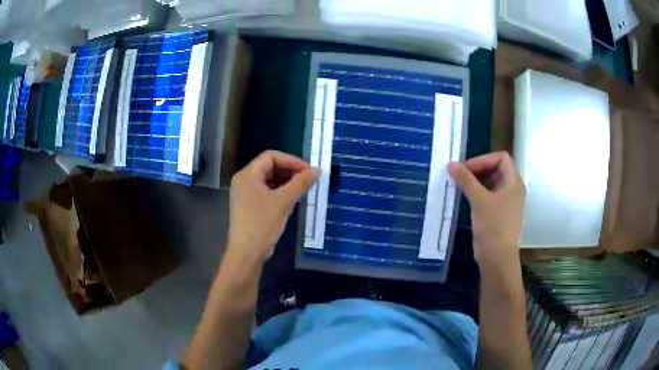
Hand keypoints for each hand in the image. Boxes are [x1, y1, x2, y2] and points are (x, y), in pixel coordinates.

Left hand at [227, 150, 318, 263]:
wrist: (247, 253)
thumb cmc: (262, 224)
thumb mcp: (284, 201)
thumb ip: (301, 183)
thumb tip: (317, 170)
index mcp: (247, 175)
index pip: (270, 156)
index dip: (291, 161)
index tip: (308, 171)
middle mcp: (244, 181)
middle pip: (269, 167)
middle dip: (289, 171)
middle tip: (308, 180)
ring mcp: (245, 194)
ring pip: (269, 180)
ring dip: (286, 182)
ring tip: (302, 189)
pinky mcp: (249, 206)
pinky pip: (266, 192)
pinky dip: (280, 192)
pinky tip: (292, 200)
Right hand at [448, 151, 525, 269]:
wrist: (497, 258)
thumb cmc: (494, 226)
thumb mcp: (480, 200)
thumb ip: (466, 180)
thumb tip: (451, 164)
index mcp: (514, 182)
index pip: (501, 158)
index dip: (484, 159)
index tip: (466, 167)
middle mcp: (512, 188)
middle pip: (496, 168)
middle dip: (477, 169)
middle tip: (459, 174)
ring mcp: (505, 201)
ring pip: (490, 182)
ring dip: (475, 180)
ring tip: (459, 183)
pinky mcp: (498, 212)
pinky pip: (487, 194)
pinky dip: (476, 191)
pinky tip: (464, 195)